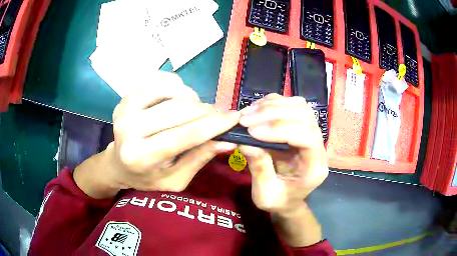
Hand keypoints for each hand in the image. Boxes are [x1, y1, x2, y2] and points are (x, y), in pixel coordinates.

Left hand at [74, 72, 239, 197]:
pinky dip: (176, 86)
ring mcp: (124, 108)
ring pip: (170, 90)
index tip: (235, 118)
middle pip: (178, 110)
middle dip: (206, 111)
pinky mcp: (126, 96)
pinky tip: (179, 99)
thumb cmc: (148, 177)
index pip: (185, 136)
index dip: (214, 125)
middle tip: (219, 115)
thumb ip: (199, 158)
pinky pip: (159, 80)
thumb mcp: (176, 179)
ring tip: (196, 111)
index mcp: (140, 157)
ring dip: (191, 97)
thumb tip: (228, 141)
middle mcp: (128, 130)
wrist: (118, 164)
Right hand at [238, 94, 328, 215]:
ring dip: (272, 105)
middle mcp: (318, 146)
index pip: (307, 137)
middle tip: (245, 119)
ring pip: (300, 106)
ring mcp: (311, 133)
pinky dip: (272, 103)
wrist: (288, 199)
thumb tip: (245, 141)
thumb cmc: (279, 201)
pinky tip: (256, 110)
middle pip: (305, 116)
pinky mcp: (301, 126)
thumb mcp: (265, 195)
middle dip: (273, 113)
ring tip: (248, 113)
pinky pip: (291, 105)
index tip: (252, 131)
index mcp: (315, 167)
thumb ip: (259, 169)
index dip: (280, 129)